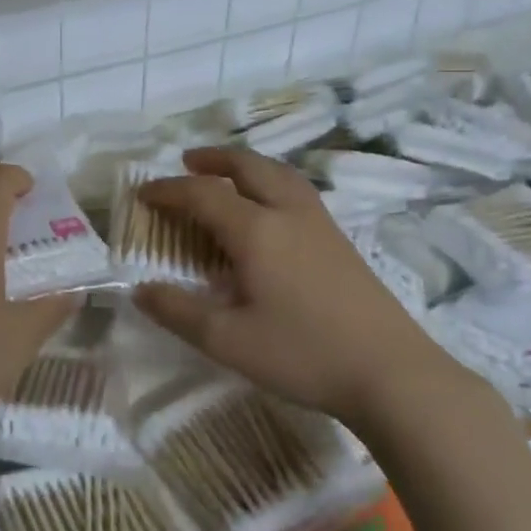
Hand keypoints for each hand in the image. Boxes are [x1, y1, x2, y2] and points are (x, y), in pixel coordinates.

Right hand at [134, 146, 453, 425]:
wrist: (391, 371)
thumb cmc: (303, 354)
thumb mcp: (228, 341)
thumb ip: (179, 312)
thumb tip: (140, 290)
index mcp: (257, 230)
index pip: (203, 194)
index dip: (169, 190)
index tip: (143, 194)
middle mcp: (287, 212)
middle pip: (247, 166)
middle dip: (213, 159)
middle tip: (187, 162)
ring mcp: (320, 222)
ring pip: (278, 173)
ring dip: (246, 165)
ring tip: (227, 174)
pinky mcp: (340, 238)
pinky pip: (297, 189)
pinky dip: (271, 180)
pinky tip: (270, 207)